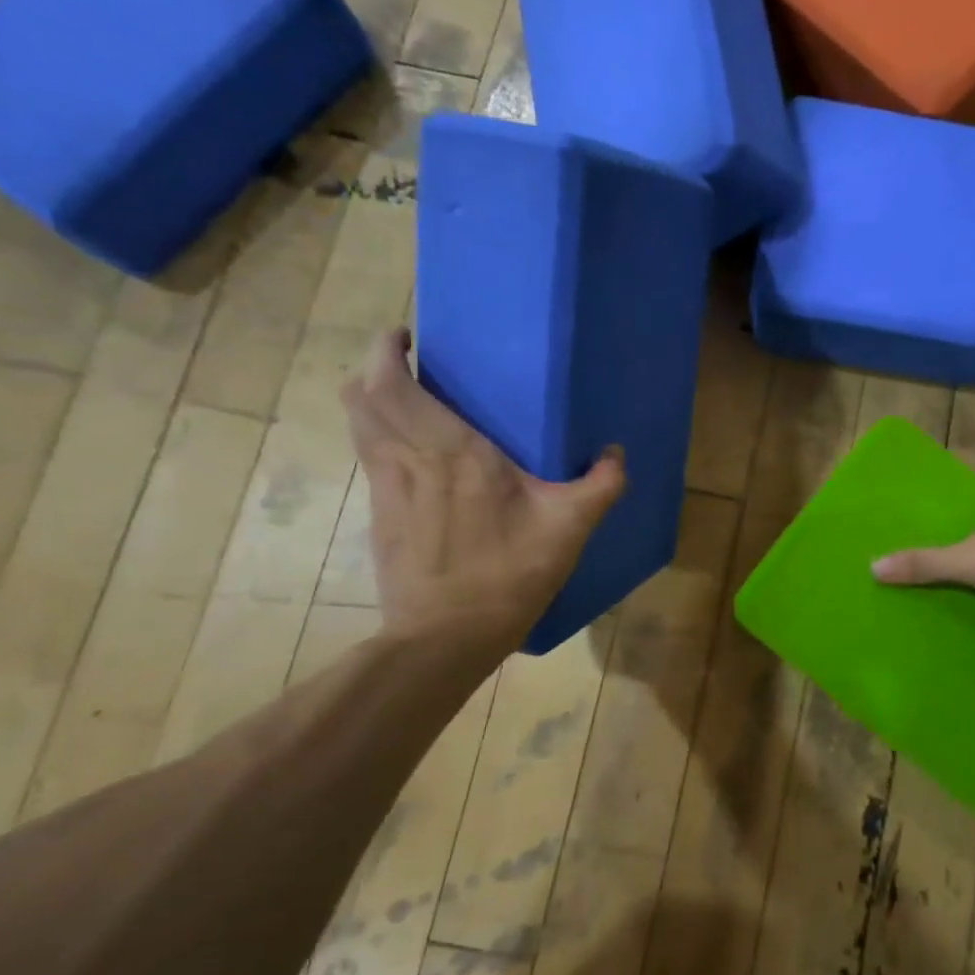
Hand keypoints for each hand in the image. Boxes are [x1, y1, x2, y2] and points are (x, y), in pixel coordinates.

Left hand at [341, 328, 623, 654]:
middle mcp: (405, 460)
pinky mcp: (379, 518)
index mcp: (449, 451)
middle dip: (375, 369)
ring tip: (414, 405)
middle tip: (414, 367)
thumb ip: (599, 486)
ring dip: (375, 403)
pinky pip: (371, 459)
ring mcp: (384, 490)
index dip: (386, 350)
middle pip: (360, 396)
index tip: (408, 337)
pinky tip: (420, 460)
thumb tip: (615, 454)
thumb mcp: (568, 528)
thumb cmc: (507, 574)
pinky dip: (383, 440)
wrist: (445, 637)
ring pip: (359, 427)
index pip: (389, 383)